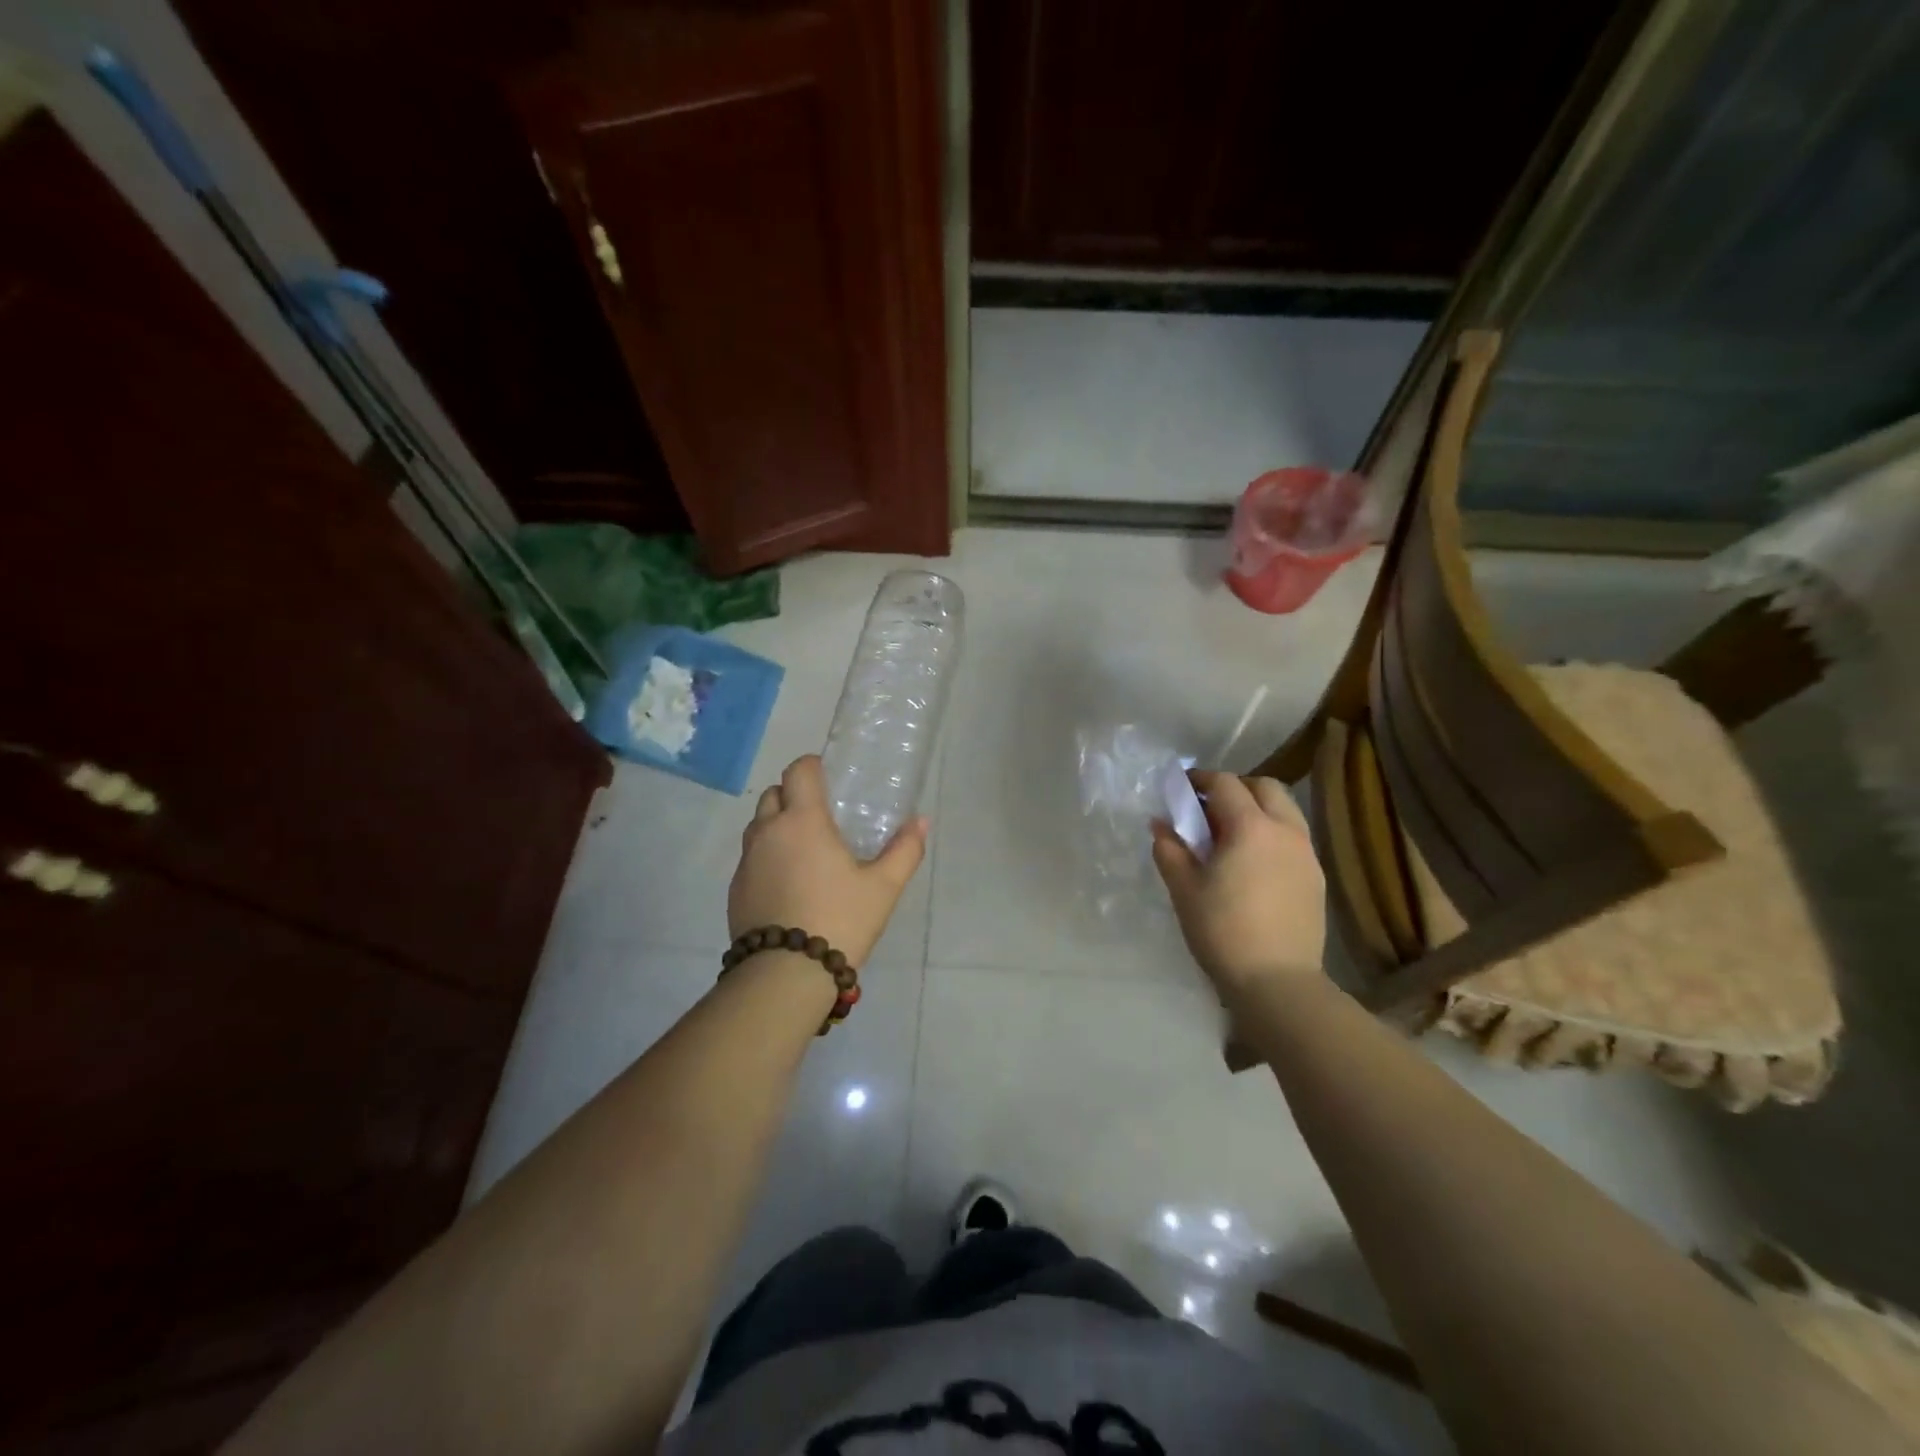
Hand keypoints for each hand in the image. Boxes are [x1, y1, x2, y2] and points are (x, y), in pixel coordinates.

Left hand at [728, 755, 927, 965]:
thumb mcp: (883, 887)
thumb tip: (921, 821)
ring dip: (777, 826)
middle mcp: (768, 832)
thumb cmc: (840, 920)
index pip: (798, 771)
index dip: (812, 767)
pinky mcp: (736, 890)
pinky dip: (767, 858)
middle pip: (772, 794)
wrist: (785, 975)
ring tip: (805, 850)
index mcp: (803, 821)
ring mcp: (747, 862)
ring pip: (758, 826)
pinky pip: (751, 858)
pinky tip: (789, 884)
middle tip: (820, 816)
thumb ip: (904, 850)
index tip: (828, 777)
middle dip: (793, 795)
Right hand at [1152, 771, 1324, 996]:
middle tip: (1209, 808)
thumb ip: (1170, 850)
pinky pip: (1293, 837)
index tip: (1182, 787)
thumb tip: (1161, 825)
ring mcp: (1306, 854)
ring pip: (1285, 810)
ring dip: (1258, 809)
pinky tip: (1253, 862)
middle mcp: (1285, 830)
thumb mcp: (1184, 889)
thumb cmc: (1223, 930)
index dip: (1201, 780)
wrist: (1277, 981)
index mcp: (1251, 827)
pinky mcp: (1316, 877)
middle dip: (1236, 788)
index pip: (1226, 784)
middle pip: (1265, 787)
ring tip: (1232, 834)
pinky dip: (1272, 833)